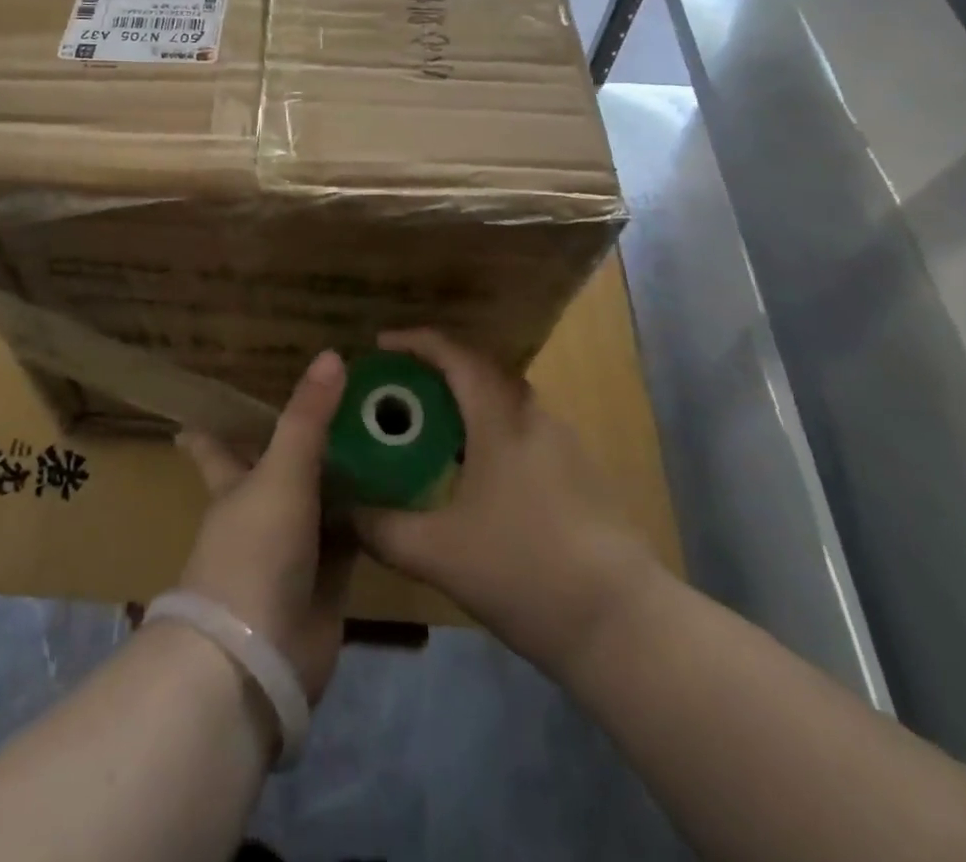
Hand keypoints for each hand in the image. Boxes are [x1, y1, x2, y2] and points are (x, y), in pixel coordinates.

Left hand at [175, 351, 355, 701]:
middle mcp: (261, 513)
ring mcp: (294, 550)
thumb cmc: (255, 551)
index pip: (214, 449)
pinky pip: (352, 538)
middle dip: (300, 445)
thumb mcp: (281, 473)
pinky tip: (398, 493)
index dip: (206, 432)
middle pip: (279, 471)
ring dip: (344, 478)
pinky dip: (369, 519)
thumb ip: (307, 418)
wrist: (259, 657)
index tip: (197, 411)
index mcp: (234, 486)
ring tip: (379, 439)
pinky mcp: (327, 582)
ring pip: (320, 503)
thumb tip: (332, 355)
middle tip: (339, 407)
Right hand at [351, 330, 660, 684]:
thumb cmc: (524, 570)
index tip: (379, 345)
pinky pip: (521, 431)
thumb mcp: (437, 553)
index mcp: (501, 419)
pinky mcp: (578, 475)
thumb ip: (382, 528)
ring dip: (464, 403)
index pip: (455, 355)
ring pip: (504, 403)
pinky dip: (488, 433)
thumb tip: (343, 510)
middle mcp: (534, 417)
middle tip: (397, 389)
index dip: (415, 341)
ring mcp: (563, 445)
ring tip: (426, 430)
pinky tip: (470, 474)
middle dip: (436, 370)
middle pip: (480, 371)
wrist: (622, 624)